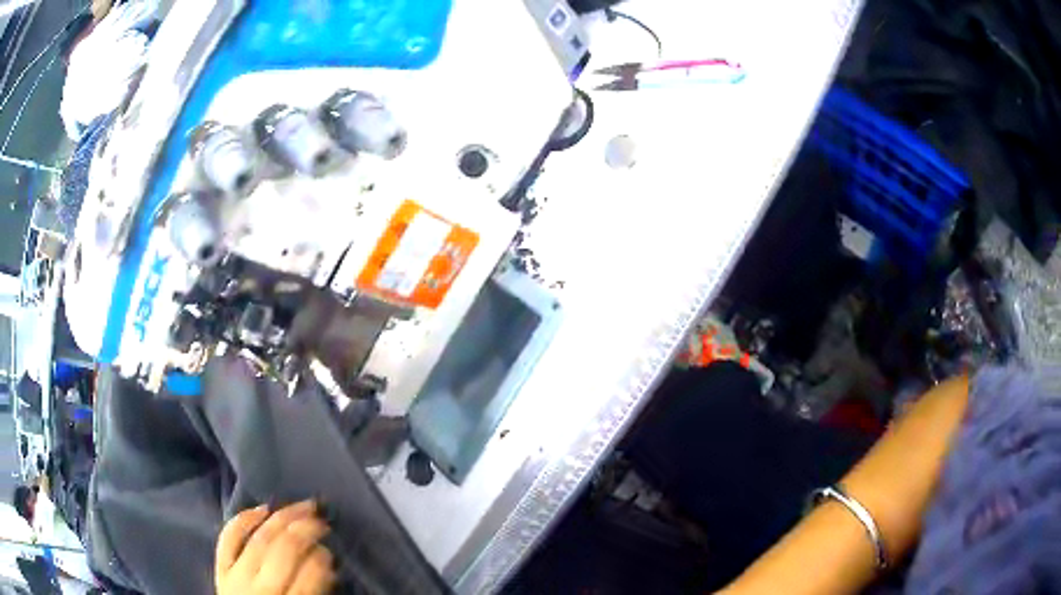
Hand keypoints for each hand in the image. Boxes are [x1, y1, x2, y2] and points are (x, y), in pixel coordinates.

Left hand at [215, 501, 335, 594]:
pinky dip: (243, 520)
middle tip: (323, 520)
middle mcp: (262, 588)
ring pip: (261, 538)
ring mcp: (237, 576)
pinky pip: (228, 538)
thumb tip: (328, 568)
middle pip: (285, 550)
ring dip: (283, 517)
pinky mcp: (221, 569)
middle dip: (307, 530)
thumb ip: (316, 593)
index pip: (310, 575)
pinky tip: (262, 509)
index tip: (331, 550)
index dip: (323, 557)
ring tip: (302, 506)